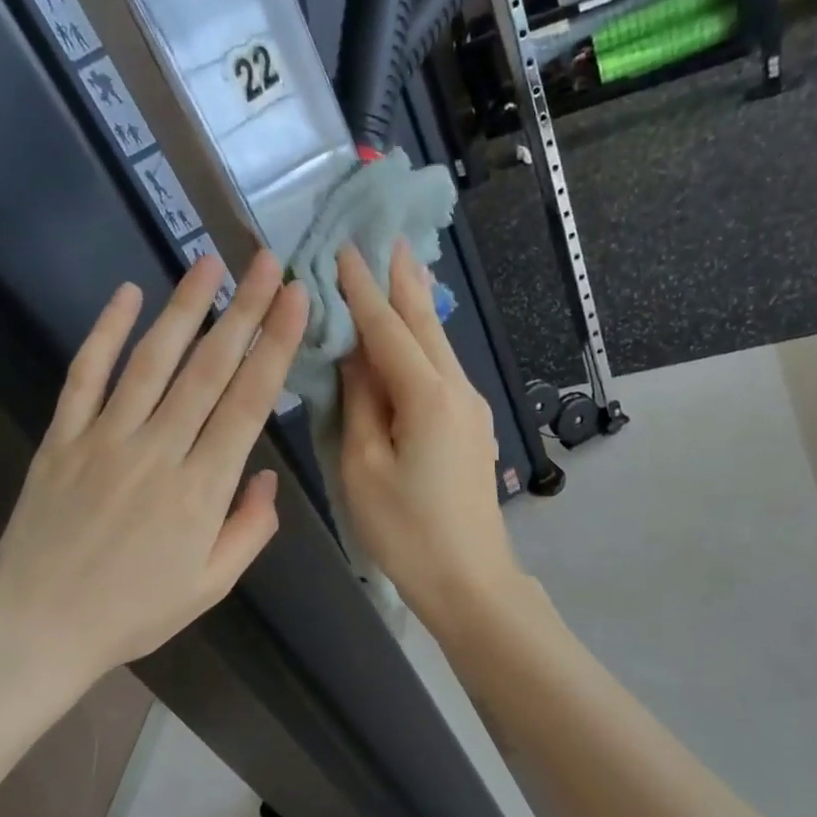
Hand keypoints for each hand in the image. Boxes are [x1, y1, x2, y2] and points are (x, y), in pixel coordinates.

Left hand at [0, 253, 306, 721]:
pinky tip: (125, 296)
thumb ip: (248, 530)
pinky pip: (85, 376)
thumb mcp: (210, 586)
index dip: (275, 345)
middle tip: (266, 261)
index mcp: (202, 490)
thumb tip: (267, 478)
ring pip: (152, 360)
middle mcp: (159, 451)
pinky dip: (105, 333)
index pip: (249, 403)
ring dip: (184, 308)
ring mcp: (105, 439)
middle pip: (209, 369)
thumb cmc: (134, 613)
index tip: (295, 299)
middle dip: (243, 310)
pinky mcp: (61, 439)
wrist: (38, 628)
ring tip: (208, 263)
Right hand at [337, 243, 524, 630]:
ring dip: (417, 309)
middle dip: (403, 281)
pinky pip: (444, 372)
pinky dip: (425, 345)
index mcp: (427, 397)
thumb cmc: (407, 531)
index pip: (387, 329)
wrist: (469, 580)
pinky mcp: (473, 430)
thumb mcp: (364, 468)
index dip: (362, 290)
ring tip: (400, 270)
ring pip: (439, 347)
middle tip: (387, 236)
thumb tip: (355, 355)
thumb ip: (359, 403)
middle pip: (425, 326)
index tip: (343, 248)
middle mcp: (457, 391)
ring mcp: (472, 410)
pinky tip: (415, 337)